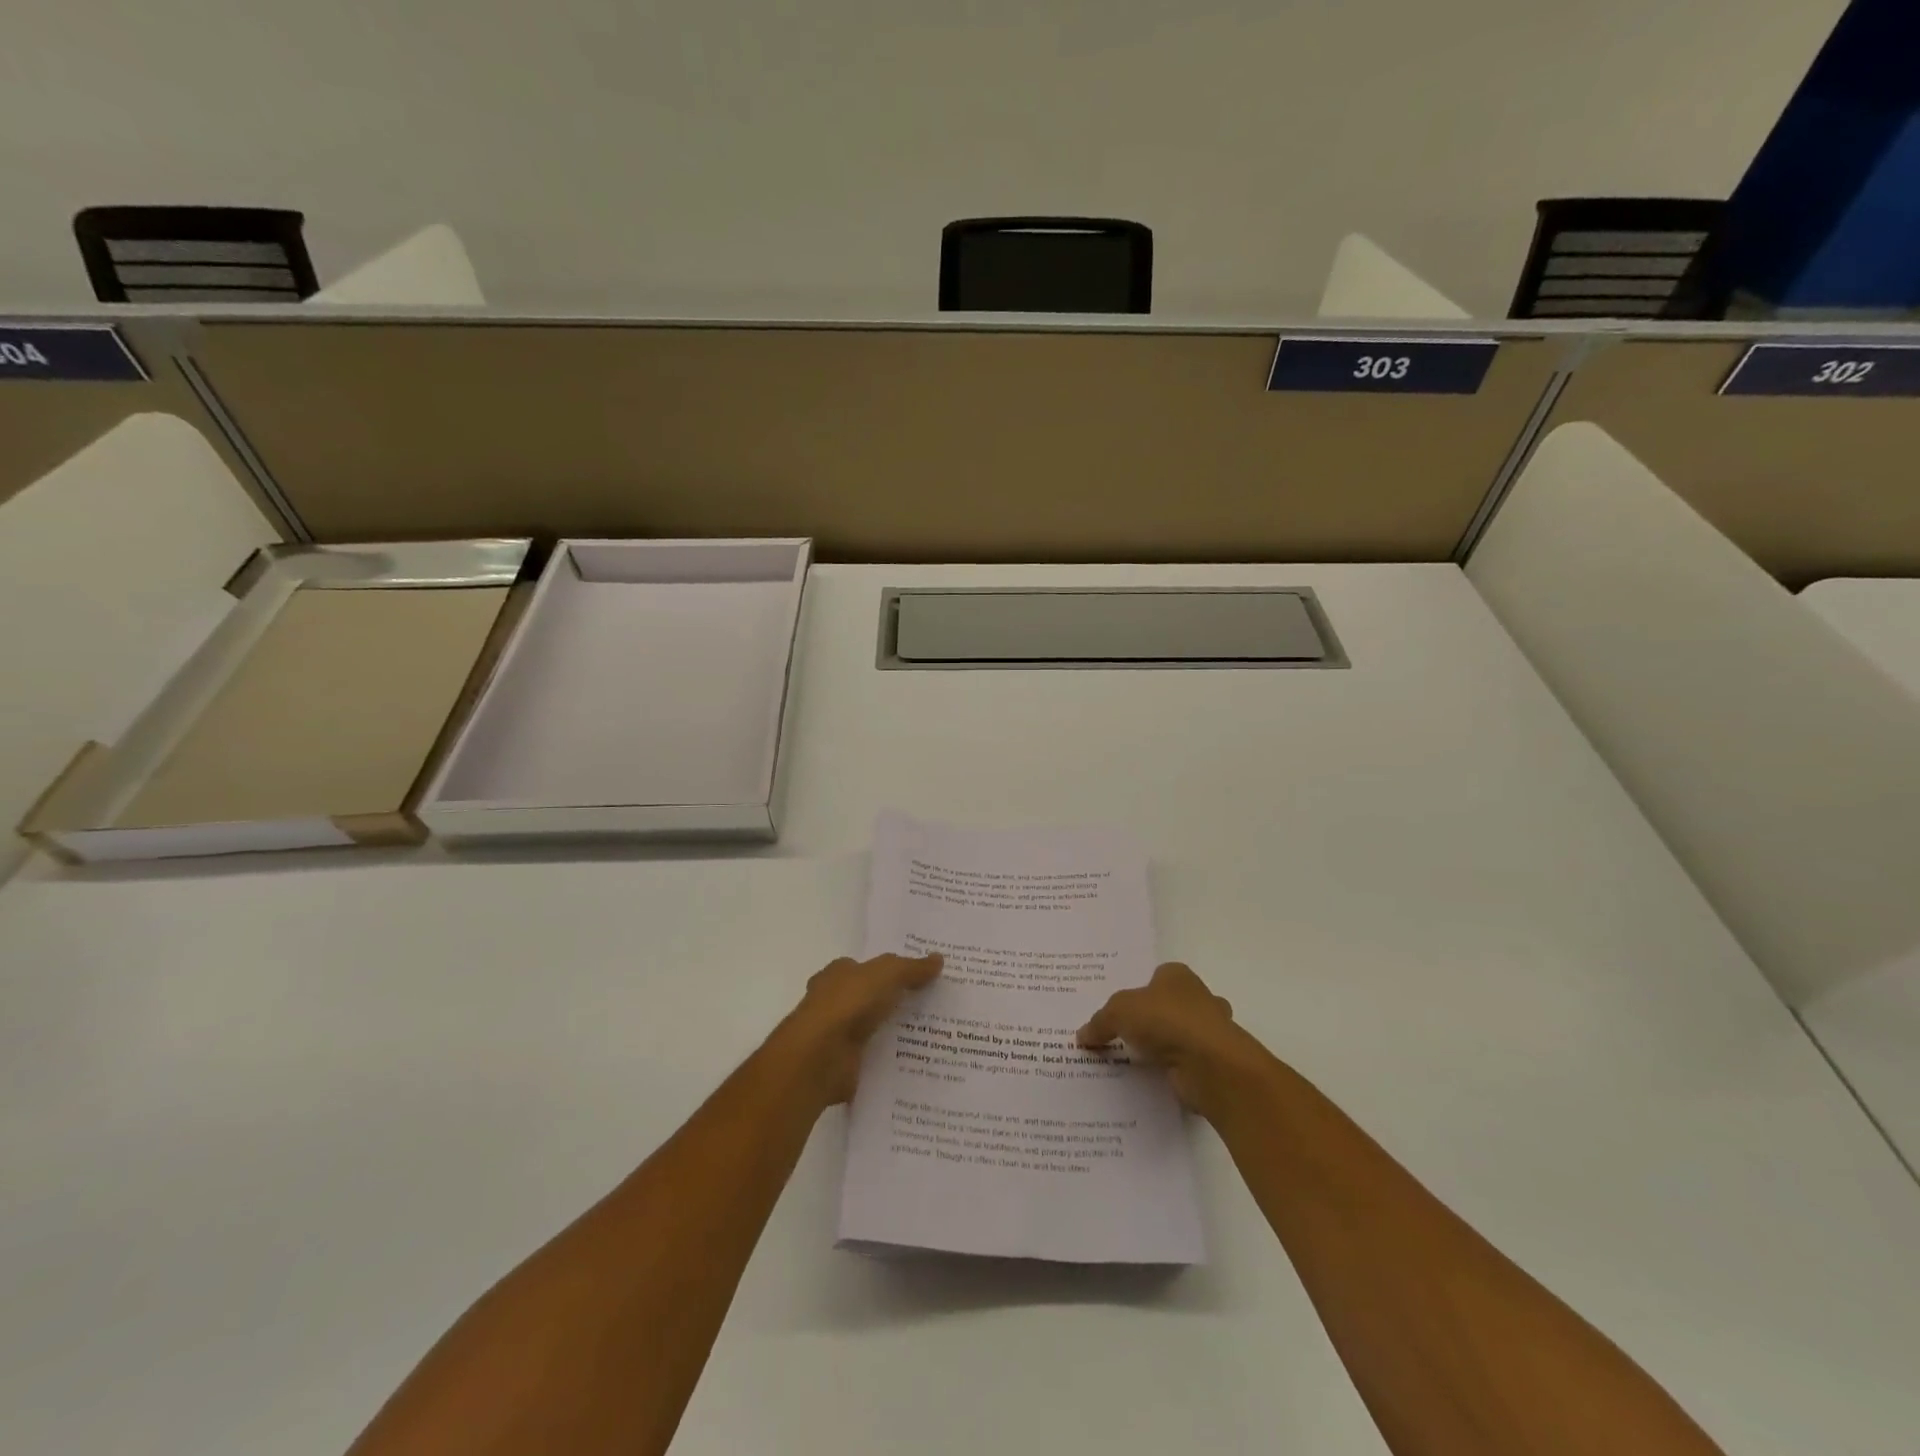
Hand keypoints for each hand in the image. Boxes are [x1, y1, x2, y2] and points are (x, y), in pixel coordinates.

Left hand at [777, 952, 943, 1105]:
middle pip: (869, 999)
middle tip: (933, 1006)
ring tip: (934, 1036)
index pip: (865, 968)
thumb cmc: (848, 1003)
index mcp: (838, 974)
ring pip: (873, 1029)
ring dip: (894, 1032)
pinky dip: (890, 1060)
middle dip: (894, 1002)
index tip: (919, 977)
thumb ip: (912, 968)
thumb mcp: (887, 974)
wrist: (820, 1057)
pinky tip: (917, 1062)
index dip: (889, 971)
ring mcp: (837, 1035)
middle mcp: (834, 1002)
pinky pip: (874, 1059)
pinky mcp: (844, 1065)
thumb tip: (939, 959)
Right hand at [1077, 962, 1265, 1114]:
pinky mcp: (1213, 1064)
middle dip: (1152, 1020)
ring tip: (1130, 1062)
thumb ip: (1100, 1022)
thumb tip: (1082, 1036)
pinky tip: (1147, 1082)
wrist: (1210, 1065)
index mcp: (1178, 976)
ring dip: (1162, 1049)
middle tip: (1120, 1036)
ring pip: (1179, 1037)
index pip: (1156, 977)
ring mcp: (1209, 1032)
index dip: (1137, 991)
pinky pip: (1184, 1064)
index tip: (1118, 1010)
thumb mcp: (1119, 1012)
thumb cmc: (1166, 1021)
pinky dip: (1170, 1072)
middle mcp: (1198, 999)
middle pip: (1169, 1007)